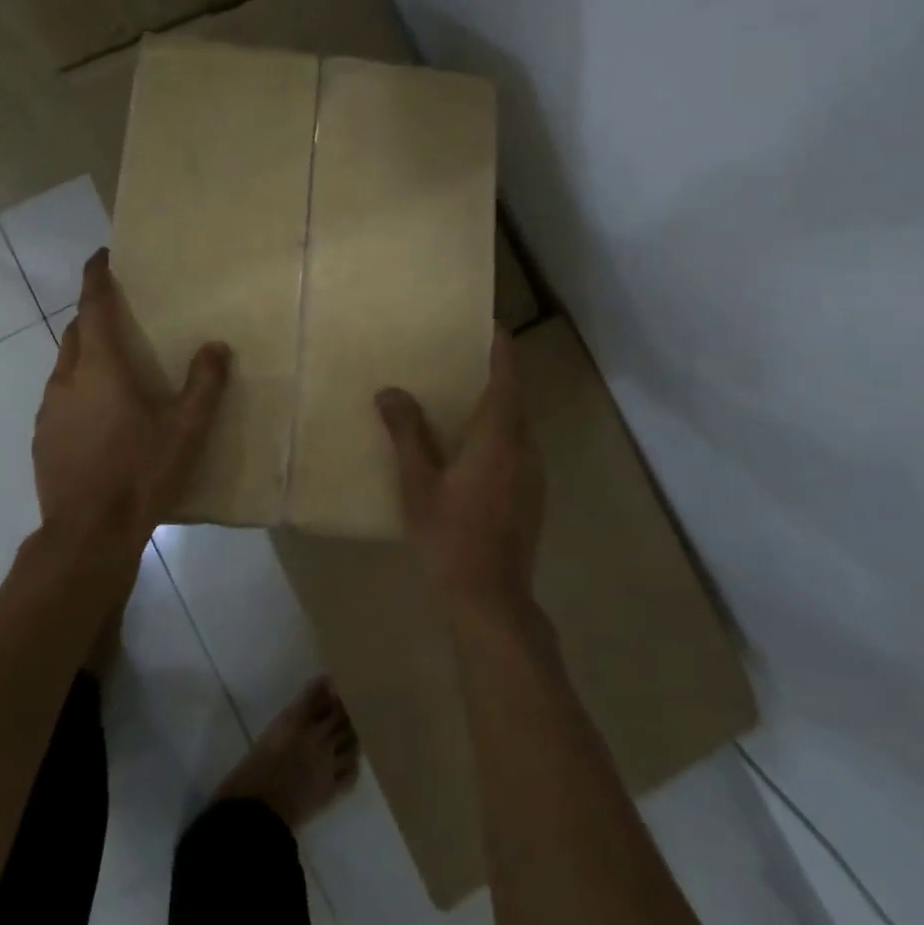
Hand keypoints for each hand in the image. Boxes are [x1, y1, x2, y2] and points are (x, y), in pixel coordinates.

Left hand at [33, 249, 230, 551]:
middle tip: (119, 315)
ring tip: (113, 367)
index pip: (92, 307)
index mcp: (100, 368)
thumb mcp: (186, 430)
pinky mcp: (42, 439)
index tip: (100, 256)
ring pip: (65, 366)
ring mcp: (49, 411)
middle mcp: (67, 380)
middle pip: (75, 333)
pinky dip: (78, 389)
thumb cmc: (140, 473)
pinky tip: (99, 415)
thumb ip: (204, 384)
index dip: (95, 278)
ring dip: (85, 354)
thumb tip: (216, 346)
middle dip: (92, 316)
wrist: (88, 535)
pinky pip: (60, 398)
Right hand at [376, 328, 545, 616]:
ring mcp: (533, 476)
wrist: (490, 600)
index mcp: (499, 439)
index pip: (506, 379)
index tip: (491, 324)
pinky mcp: (532, 497)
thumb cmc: (450, 536)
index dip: (501, 349)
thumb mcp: (418, 484)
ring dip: (496, 408)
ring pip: (517, 427)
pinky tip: (470, 450)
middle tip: (462, 359)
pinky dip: (498, 435)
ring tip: (462, 400)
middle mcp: (525, 450)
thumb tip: (390, 391)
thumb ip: (406, 434)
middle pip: (514, 400)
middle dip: (494, 376)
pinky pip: (517, 449)